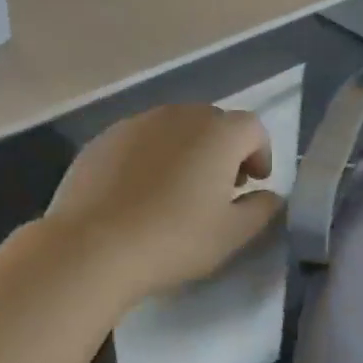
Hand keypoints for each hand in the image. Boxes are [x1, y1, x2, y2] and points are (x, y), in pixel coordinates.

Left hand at [47, 105, 280, 299]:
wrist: (93, 247)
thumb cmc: (175, 239)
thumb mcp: (233, 234)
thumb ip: (263, 209)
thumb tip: (269, 196)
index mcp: (218, 133)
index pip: (253, 128)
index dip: (261, 154)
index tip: (254, 184)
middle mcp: (179, 115)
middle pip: (213, 123)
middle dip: (224, 150)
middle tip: (221, 188)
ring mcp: (136, 124)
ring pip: (174, 129)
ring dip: (187, 151)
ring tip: (179, 191)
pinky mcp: (102, 140)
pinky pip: (140, 141)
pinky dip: (152, 158)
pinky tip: (141, 194)